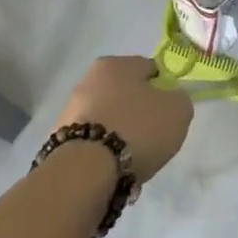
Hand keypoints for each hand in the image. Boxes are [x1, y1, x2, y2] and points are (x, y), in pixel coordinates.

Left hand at [52, 56, 191, 181]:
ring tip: (132, 163)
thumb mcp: (178, 110)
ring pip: (108, 121)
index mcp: (115, 64)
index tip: (168, 113)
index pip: (149, 70)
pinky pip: (92, 144)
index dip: (163, 90)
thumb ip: (179, 99)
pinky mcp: (58, 142)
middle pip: (125, 96)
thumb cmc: (136, 130)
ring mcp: (70, 112)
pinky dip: (103, 156)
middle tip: (151, 139)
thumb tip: (170, 101)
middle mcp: (88, 80)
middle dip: (139, 115)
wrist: (85, 173)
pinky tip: (112, 172)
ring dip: (120, 137)